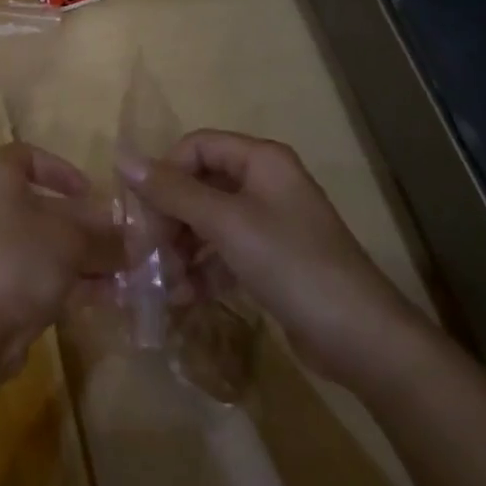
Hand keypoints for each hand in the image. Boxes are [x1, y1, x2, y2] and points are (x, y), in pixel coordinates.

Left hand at [0, 143, 120, 378]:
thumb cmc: (17, 260)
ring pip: (46, 244)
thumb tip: (141, 239)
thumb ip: (106, 237)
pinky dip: (72, 281)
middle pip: (44, 206)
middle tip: (125, 241)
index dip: (62, 169)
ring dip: (86, 256)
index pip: (28, 156)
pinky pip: (40, 274)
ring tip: (128, 273)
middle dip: (87, 224)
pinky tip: (109, 296)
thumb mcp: (71, 241)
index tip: (91, 192)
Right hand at [127, 129, 429, 387]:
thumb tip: (122, 158)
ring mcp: (270, 223)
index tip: (140, 211)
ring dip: (181, 249)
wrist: (363, 339)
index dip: (164, 173)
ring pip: (208, 222)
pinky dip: (202, 270)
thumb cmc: (291, 264)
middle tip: (146, 253)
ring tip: (164, 283)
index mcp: (260, 160)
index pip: (195, 146)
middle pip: (199, 184)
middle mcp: (264, 183)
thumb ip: (172, 191)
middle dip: (170, 218)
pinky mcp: (271, 260)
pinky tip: (185, 297)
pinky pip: (224, 252)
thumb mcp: (226, 223)